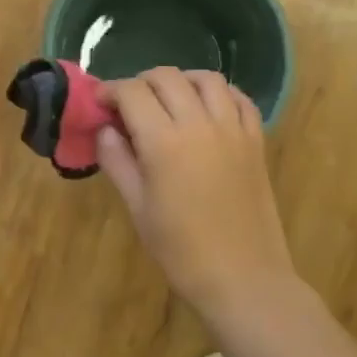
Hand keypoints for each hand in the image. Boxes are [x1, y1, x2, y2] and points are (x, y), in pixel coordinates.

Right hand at [96, 68, 295, 319]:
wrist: (243, 279)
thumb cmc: (181, 250)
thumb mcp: (137, 207)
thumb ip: (117, 160)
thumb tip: (105, 130)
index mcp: (164, 141)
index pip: (131, 92)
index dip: (110, 91)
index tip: (100, 104)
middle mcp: (199, 124)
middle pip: (166, 77)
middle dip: (140, 83)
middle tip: (129, 105)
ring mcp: (233, 129)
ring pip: (206, 78)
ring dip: (181, 81)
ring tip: (168, 100)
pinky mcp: (255, 141)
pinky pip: (239, 98)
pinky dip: (220, 93)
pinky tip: (207, 109)